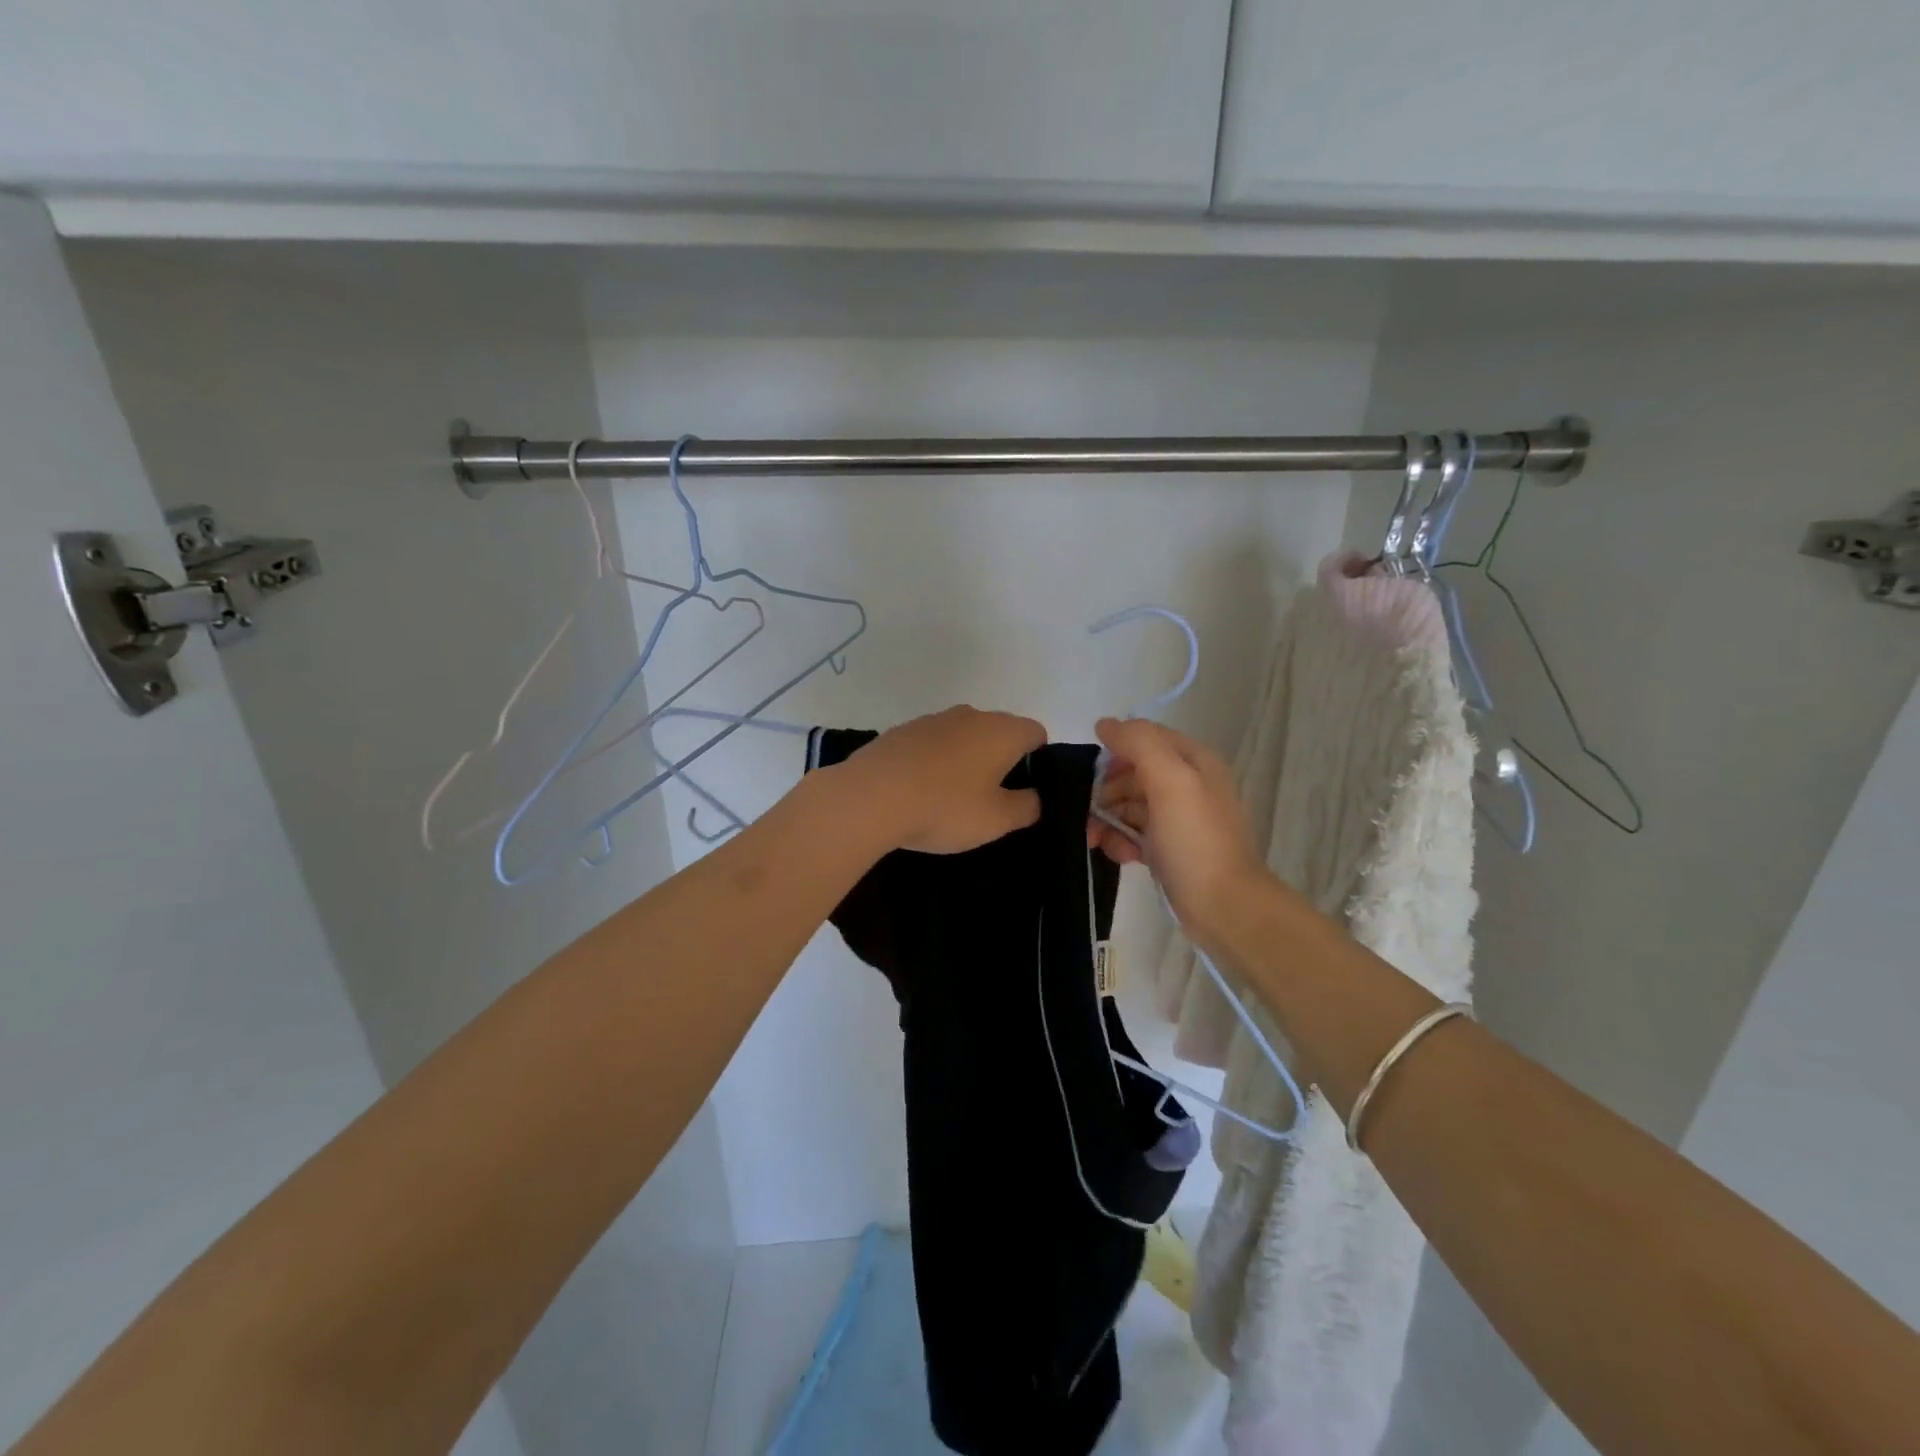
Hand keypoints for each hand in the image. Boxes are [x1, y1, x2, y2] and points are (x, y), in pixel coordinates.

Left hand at [837, 705, 1047, 853]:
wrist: (870, 796)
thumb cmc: (945, 807)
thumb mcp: (997, 820)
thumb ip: (1026, 807)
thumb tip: (1034, 797)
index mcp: (1001, 731)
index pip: (1035, 733)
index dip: (1037, 758)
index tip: (1025, 788)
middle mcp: (970, 715)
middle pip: (997, 731)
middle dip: (999, 759)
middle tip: (990, 799)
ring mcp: (931, 720)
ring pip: (961, 736)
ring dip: (963, 759)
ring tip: (950, 798)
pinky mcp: (900, 731)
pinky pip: (929, 744)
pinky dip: (932, 762)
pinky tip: (919, 792)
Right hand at [1088, 717, 1267, 941]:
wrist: (1223, 906)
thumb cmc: (1195, 839)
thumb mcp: (1170, 780)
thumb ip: (1139, 744)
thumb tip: (1105, 724)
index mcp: (1194, 761)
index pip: (1146, 738)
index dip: (1116, 750)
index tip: (1092, 773)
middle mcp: (1188, 785)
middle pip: (1133, 773)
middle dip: (1106, 791)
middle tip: (1085, 813)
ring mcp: (1178, 819)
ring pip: (1129, 805)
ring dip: (1108, 819)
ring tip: (1094, 840)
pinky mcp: (1168, 849)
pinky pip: (1135, 834)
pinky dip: (1121, 841)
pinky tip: (1118, 855)